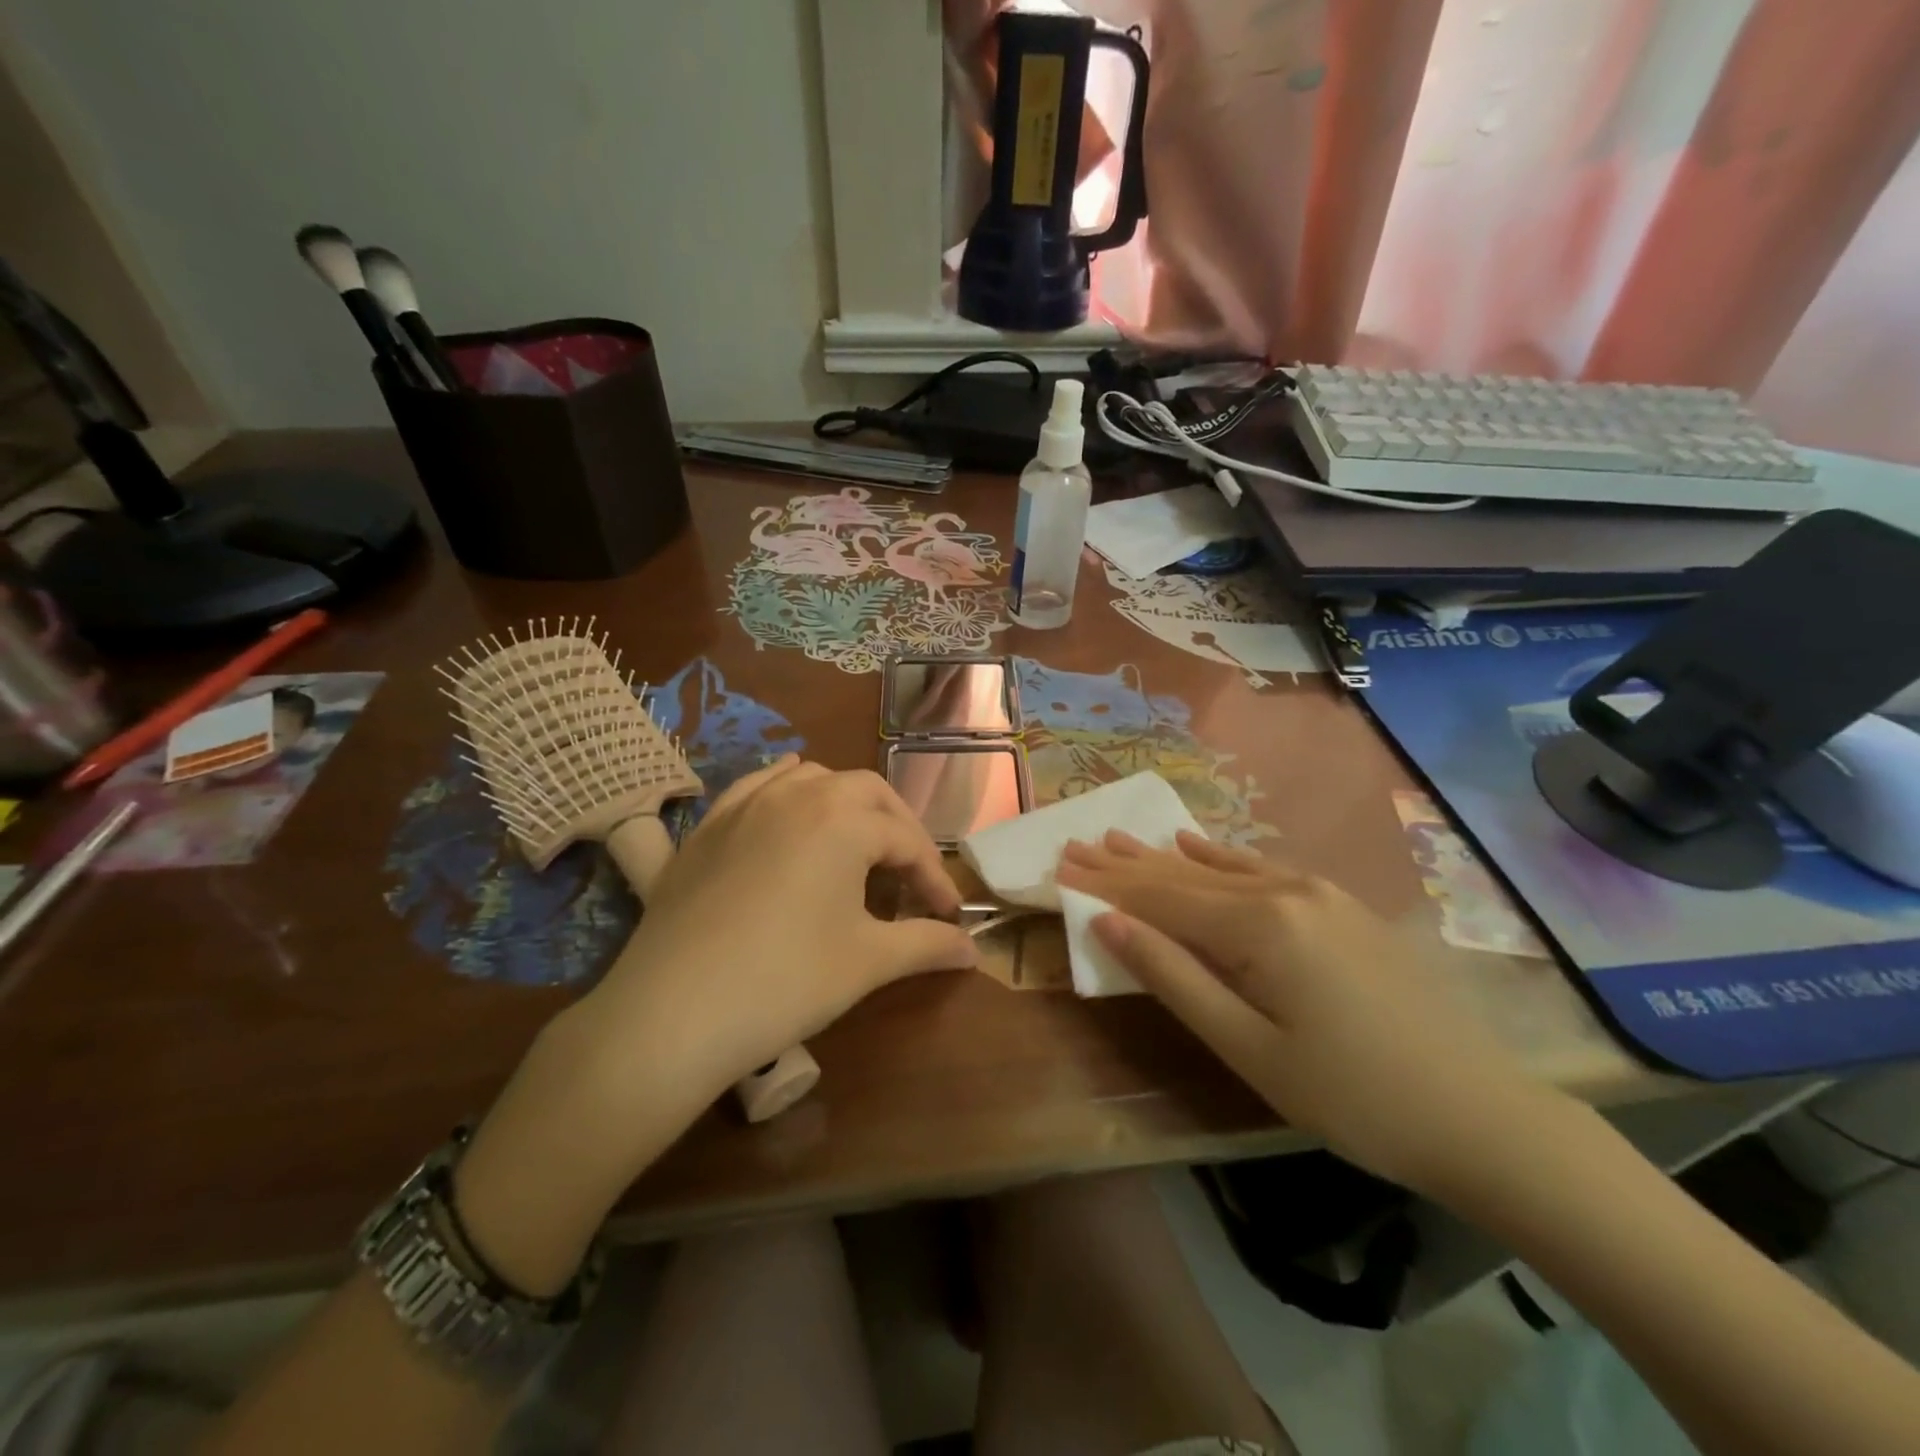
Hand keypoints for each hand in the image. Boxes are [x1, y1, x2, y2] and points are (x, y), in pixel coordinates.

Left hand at [589, 755, 977, 1098]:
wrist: (672, 1012)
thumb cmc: (786, 981)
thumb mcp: (868, 963)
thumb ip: (927, 945)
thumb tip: (972, 950)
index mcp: (844, 820)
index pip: (907, 841)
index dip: (934, 878)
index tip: (947, 917)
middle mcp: (798, 795)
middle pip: (867, 793)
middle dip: (899, 829)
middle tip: (910, 876)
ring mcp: (746, 805)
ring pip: (812, 778)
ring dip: (846, 804)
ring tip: (857, 843)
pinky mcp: (708, 826)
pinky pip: (757, 786)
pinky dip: (787, 791)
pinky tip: (790, 810)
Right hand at [1057, 829, 1558, 1196]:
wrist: (1483, 1115)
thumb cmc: (1353, 1096)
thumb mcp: (1249, 1048)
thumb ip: (1175, 978)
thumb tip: (1111, 924)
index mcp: (1259, 925)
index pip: (1161, 898)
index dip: (1107, 884)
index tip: (1060, 864)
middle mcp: (1285, 891)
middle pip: (1186, 876)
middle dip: (1126, 864)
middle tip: (1075, 844)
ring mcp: (1318, 893)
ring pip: (1220, 869)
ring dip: (1164, 858)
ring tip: (1117, 838)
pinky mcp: (1340, 906)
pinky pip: (1261, 870)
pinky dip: (1218, 859)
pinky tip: (1195, 845)